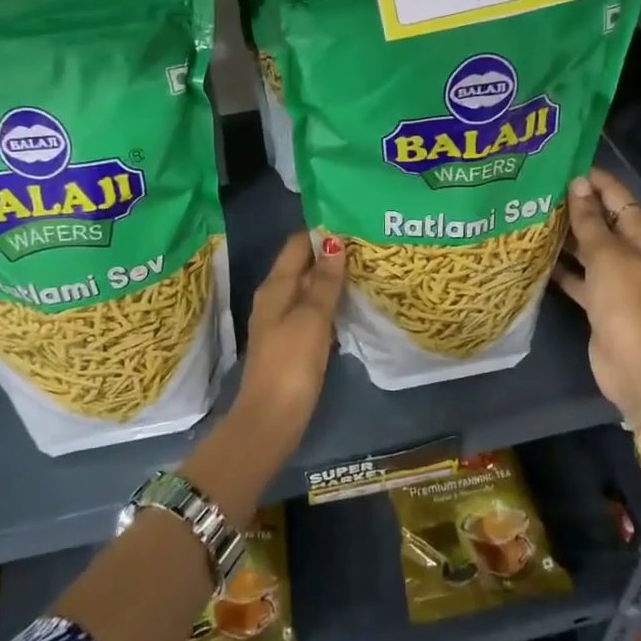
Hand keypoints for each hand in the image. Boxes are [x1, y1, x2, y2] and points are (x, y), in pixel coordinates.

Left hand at [235, 230, 347, 443]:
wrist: (272, 418)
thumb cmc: (291, 363)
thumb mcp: (311, 318)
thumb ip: (323, 281)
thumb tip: (334, 241)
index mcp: (274, 287)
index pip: (296, 245)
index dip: (321, 232)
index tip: (352, 222)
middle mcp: (275, 299)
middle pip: (302, 265)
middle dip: (331, 254)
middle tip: (368, 244)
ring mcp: (282, 322)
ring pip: (309, 289)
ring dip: (332, 279)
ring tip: (367, 268)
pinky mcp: (293, 343)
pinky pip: (313, 311)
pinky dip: (330, 303)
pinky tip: (353, 304)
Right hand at [552, 169, 640, 420]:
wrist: (635, 364)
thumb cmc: (626, 301)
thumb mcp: (606, 255)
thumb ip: (589, 221)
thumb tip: (577, 183)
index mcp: (640, 236)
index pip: (617, 196)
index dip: (593, 179)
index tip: (560, 165)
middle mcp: (628, 253)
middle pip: (599, 221)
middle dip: (572, 205)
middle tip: (533, 190)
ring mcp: (612, 278)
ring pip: (585, 249)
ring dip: (563, 236)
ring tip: (527, 216)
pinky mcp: (596, 301)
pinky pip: (576, 276)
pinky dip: (559, 268)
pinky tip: (533, 256)